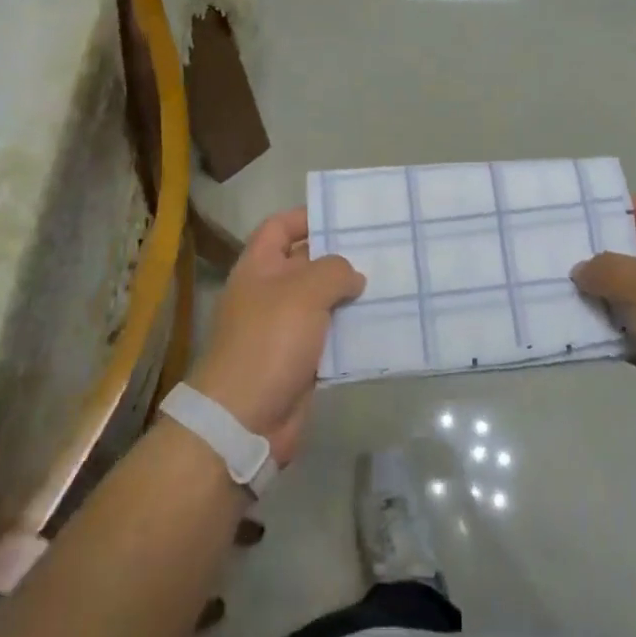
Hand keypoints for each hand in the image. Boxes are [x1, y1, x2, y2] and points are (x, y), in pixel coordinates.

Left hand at [188, 207, 363, 465]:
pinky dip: (352, 330)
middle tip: (382, 247)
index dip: (306, 217)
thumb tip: (352, 276)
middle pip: (306, 263)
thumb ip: (334, 271)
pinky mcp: (300, 361)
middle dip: (339, 256)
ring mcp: (284, 329)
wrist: (244, 420)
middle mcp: (270, 293)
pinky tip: (383, 323)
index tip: (344, 216)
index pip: (279, 227)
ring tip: (391, 281)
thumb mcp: (304, 292)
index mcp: (258, 268)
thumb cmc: (269, 342)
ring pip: (323, 302)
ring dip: (351, 295)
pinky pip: (330, 336)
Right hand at [572, 195, 635, 473]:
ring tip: (557, 291)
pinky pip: (630, 330)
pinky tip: (574, 329)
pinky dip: (607, 330)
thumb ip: (607, 269)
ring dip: (600, 295)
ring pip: (631, 294)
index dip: (628, 207)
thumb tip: (583, 271)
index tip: (587, 217)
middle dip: (603, 253)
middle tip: (560, 254)